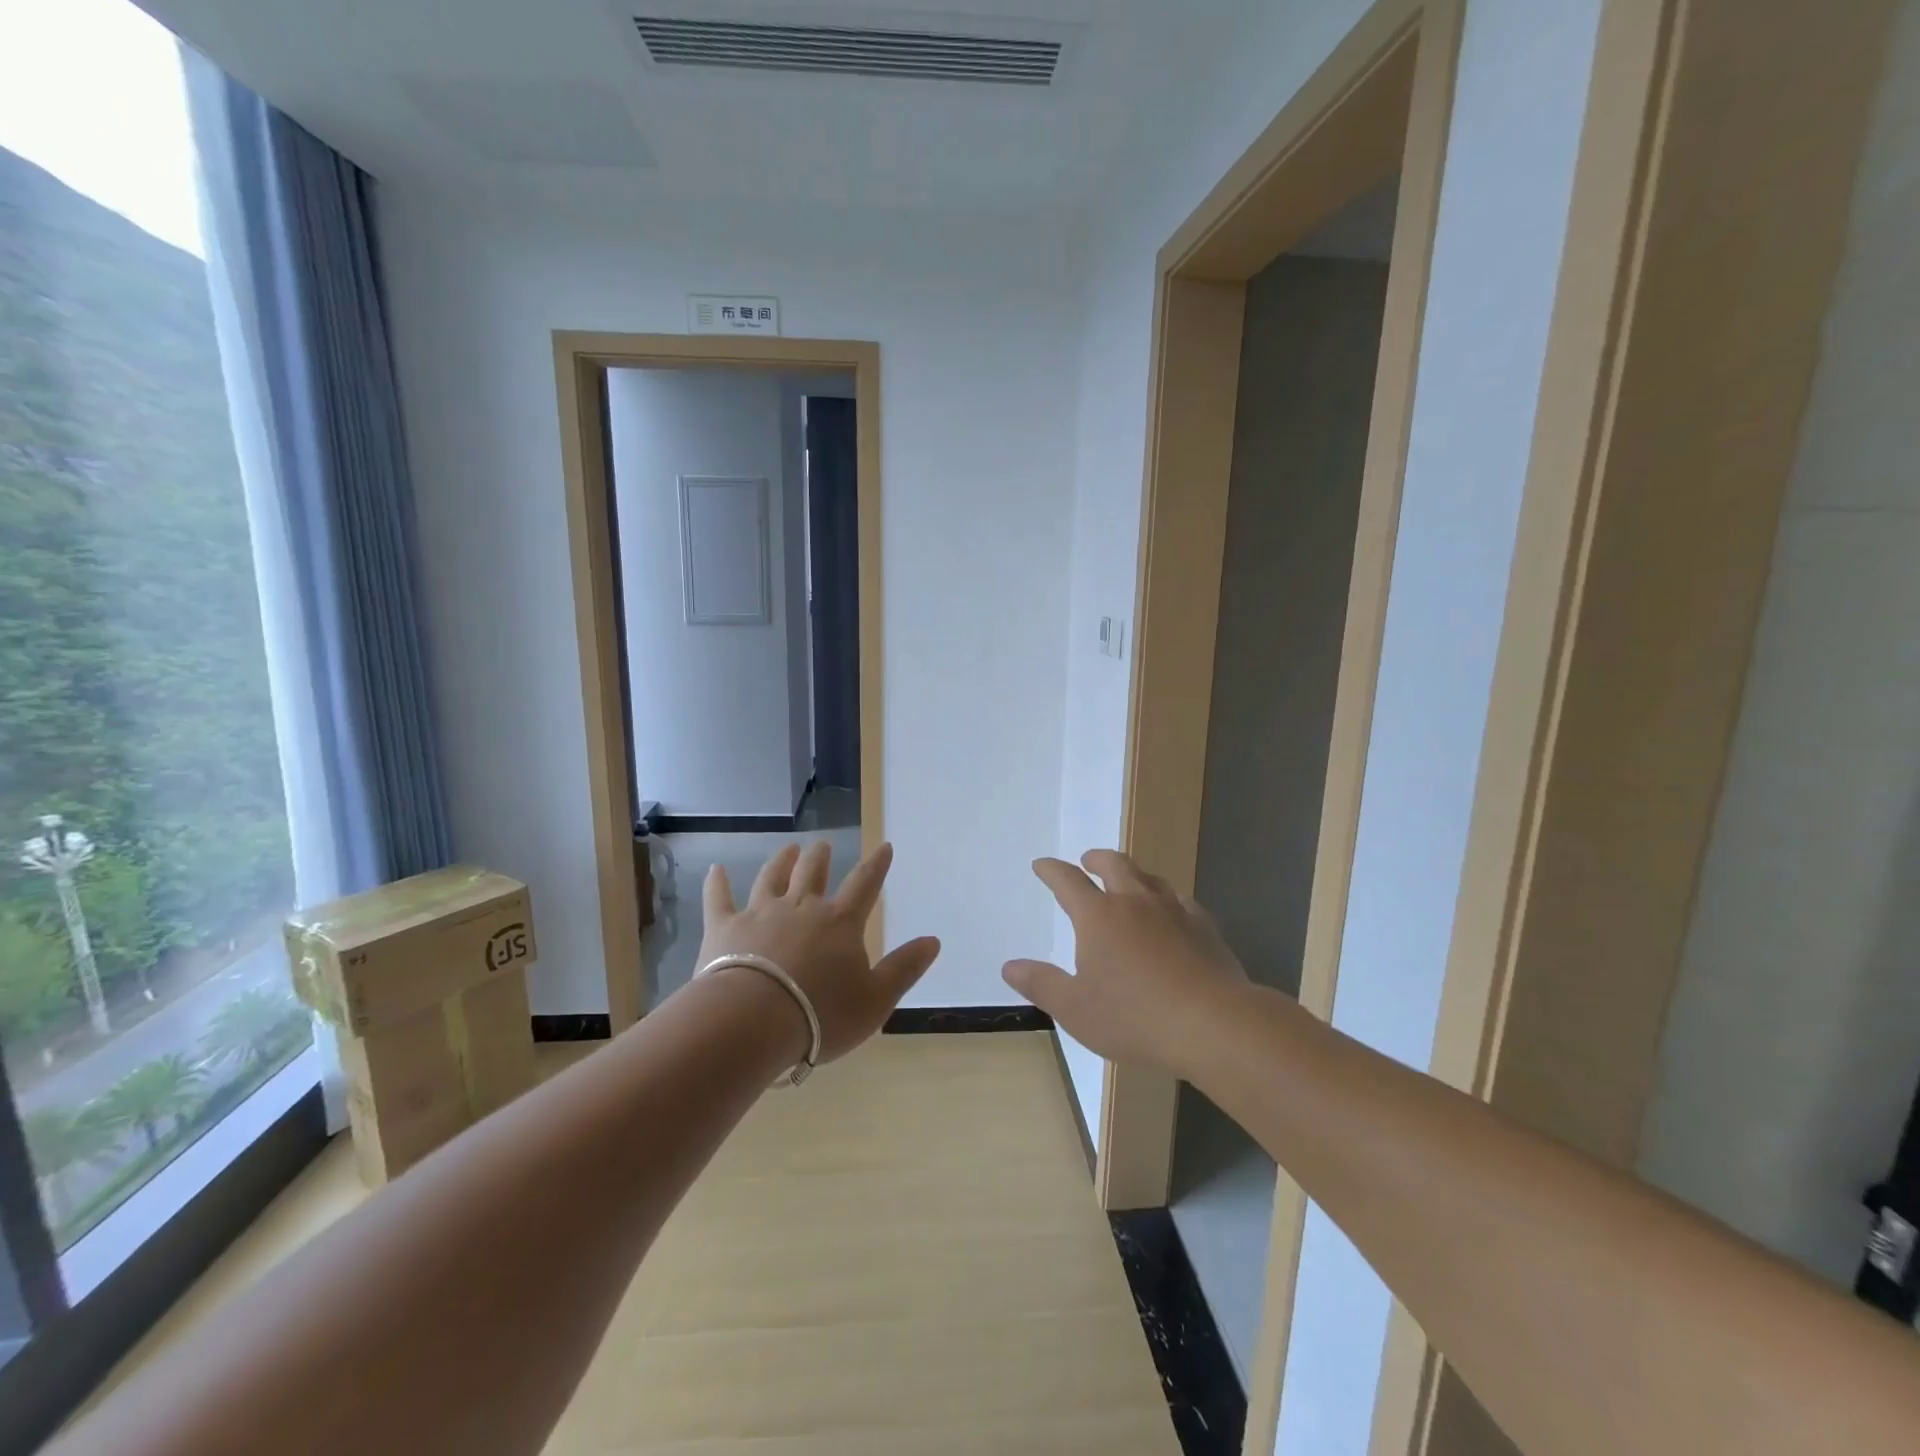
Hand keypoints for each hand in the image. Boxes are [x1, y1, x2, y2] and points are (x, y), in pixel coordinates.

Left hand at [698, 841, 940, 1062]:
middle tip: (823, 845)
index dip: (877, 865)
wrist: (752, 1022)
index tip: (884, 846)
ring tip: (789, 848)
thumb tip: (934, 940)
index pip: (865, 884)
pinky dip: (717, 883)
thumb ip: (904, 968)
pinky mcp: (724, 928)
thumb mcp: (876, 999)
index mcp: (840, 922)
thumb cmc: (821, 1015)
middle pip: (813, 871)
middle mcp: (801, 907)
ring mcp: (760, 913)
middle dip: (820, 856)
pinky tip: (716, 869)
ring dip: (781, 861)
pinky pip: (719, 898)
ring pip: (772, 877)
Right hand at [1003, 849, 1246, 1077]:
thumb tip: (1010, 966)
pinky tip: (1170, 910)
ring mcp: (1173, 910)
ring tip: (1127, 881)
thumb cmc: (1135, 1018)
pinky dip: (1165, 897)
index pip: (1068, 881)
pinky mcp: (1204, 926)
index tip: (1042, 865)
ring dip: (1132, 873)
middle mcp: (1134, 902)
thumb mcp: (1075, 1009)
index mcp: (1098, 917)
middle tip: (1088, 861)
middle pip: (1113, 865)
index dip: (1052, 870)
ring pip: (1149, 877)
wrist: (1213, 1024)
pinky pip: (1179, 899)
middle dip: (1096, 859)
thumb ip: (1041, 984)